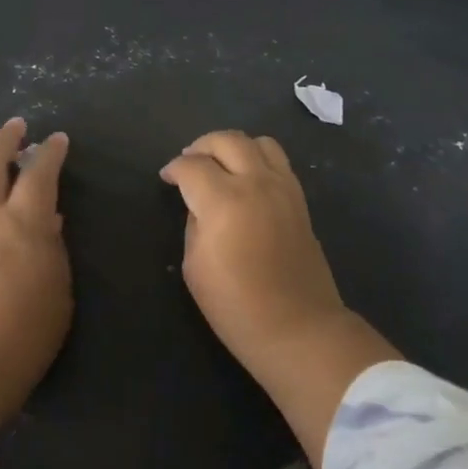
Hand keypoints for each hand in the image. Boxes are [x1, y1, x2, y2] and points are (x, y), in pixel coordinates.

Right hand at [161, 130, 400, 468]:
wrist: (298, 328)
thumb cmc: (236, 306)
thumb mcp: (195, 266)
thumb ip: (194, 224)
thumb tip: (200, 206)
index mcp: (224, 201)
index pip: (192, 166)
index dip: (174, 169)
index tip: (166, 179)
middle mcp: (256, 183)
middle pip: (226, 140)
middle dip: (201, 146)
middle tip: (189, 162)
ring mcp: (283, 188)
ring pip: (258, 142)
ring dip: (234, 146)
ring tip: (221, 164)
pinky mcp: (300, 199)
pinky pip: (278, 161)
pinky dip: (258, 159)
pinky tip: (247, 179)